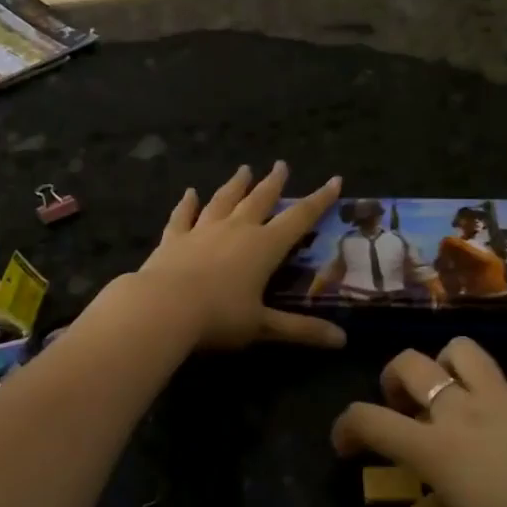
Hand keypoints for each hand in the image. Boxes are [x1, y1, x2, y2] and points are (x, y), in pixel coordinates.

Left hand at [137, 163, 345, 350]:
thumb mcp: (264, 326)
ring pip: (223, 200)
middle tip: (281, 165)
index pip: (299, 218)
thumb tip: (343, 341)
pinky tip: (189, 193)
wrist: (163, 308)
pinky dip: (187, 204)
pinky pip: (183, 216)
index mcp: (264, 246)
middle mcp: (236, 230)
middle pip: (260, 200)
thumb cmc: (219, 317)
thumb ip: (302, 330)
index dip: (319, 200)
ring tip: (244, 170)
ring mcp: (202, 230)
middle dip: (273, 183)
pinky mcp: (174, 238)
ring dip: (235, 185)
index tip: (334, 180)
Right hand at [335, 338, 506, 506]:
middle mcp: (463, 408)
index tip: (346, 448)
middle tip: (401, 409)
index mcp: (436, 446)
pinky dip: (499, 393)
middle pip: (409, 364)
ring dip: (445, 366)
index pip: (369, 418)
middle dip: (392, 379)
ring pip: (461, 351)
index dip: (345, 427)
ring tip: (452, 399)